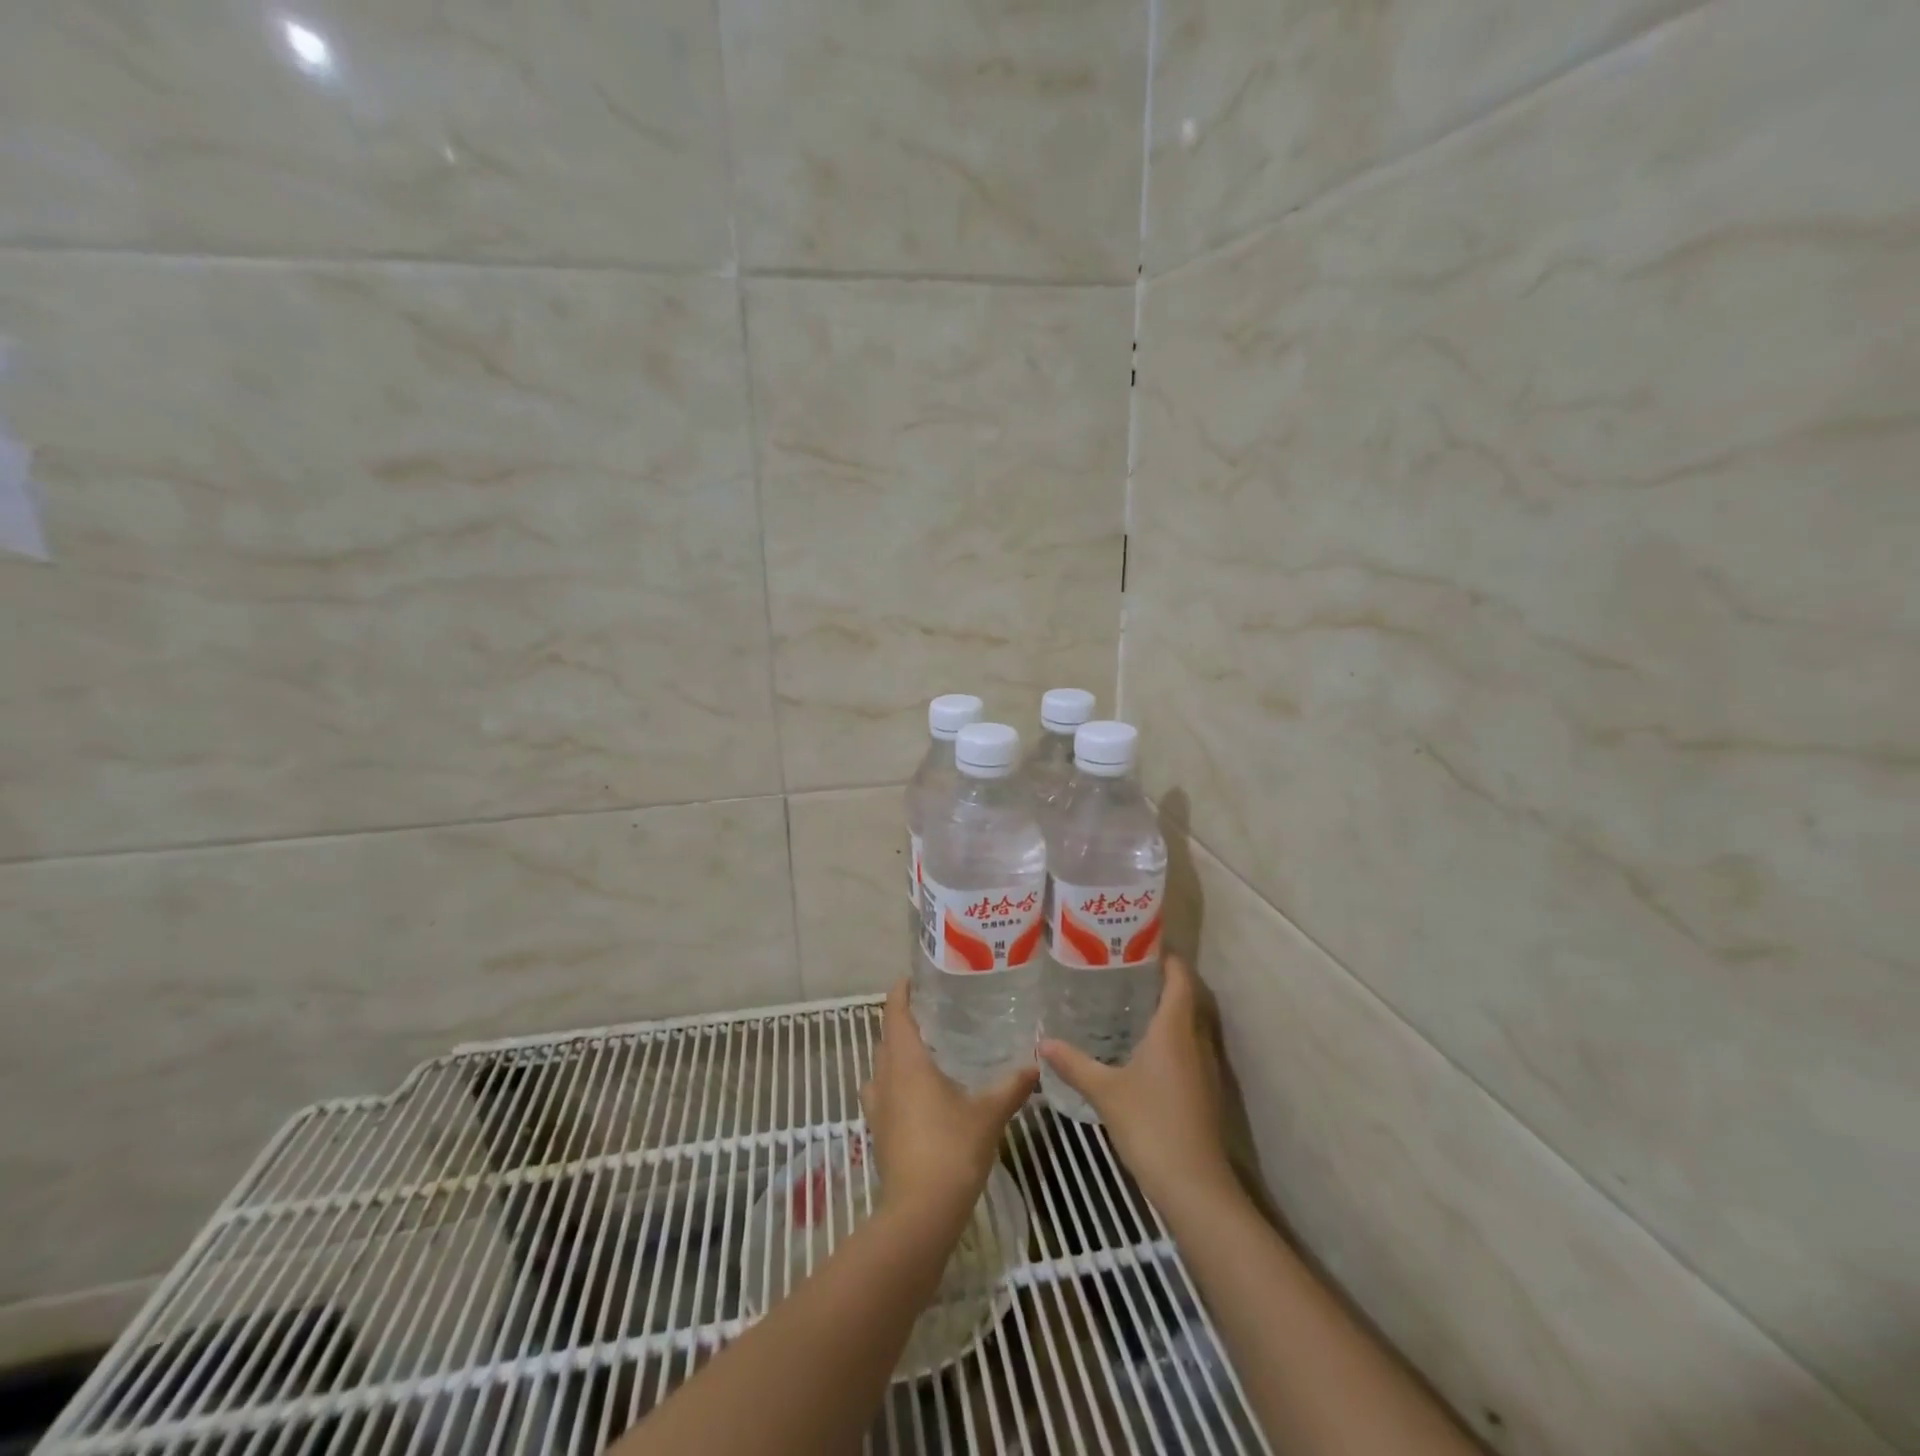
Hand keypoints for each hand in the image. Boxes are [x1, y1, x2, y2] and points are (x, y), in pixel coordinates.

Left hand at [861, 982, 1037, 1226]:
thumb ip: (1012, 1085)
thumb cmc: (952, 1149)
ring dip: (895, 1052)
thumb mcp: (989, 1113)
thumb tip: (1037, 1062)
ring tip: (924, 1048)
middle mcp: (885, 1077)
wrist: (920, 1213)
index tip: (911, 978)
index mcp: (906, 1062)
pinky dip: (895, 1081)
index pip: (896, 1014)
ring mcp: (877, 1106)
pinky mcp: (878, 1131)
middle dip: (902, 1021)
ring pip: (881, 1066)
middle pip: (886, 1037)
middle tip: (930, 1010)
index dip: (900, 993)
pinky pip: (882, 1092)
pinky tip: (918, 1092)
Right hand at [1039, 954, 1235, 1204]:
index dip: (1168, 958)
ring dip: (1167, 1010)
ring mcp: (1204, 1068)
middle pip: (1187, 998)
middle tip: (1126, 968)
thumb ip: (1074, 1063)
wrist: (1194, 1186)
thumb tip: (1041, 1041)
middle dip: (1162, 981)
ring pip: (1188, 1025)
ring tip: (1129, 1001)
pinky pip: (1188, 1048)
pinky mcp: (1204, 1091)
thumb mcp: (1105, 1091)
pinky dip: (1169, 1038)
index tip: (1143, 942)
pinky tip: (1141, 1049)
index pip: (1180, 979)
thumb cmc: (1151, 1125)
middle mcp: (1195, 1041)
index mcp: (1175, 1030)